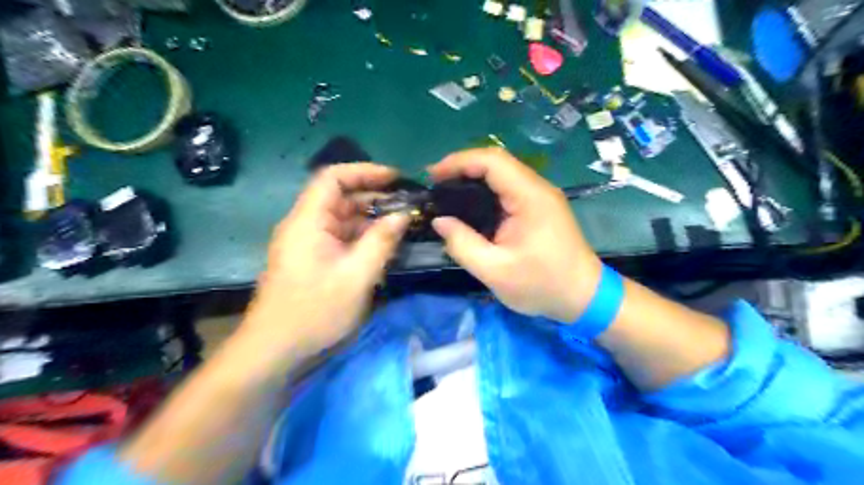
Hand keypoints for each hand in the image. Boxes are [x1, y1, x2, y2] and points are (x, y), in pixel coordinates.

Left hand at [240, 162, 406, 355]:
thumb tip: (403, 215)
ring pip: (343, 220)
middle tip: (408, 206)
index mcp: (309, 221)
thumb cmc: (315, 311)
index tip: (396, 179)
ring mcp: (309, 244)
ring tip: (404, 225)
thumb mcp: (357, 276)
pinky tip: (386, 246)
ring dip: (372, 219)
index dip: (365, 172)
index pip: (333, 177)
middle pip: (340, 198)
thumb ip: (382, 241)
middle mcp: (306, 226)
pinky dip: (364, 238)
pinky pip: (342, 239)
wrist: (275, 351)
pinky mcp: (314, 261)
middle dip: (375, 197)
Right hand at [428, 148, 601, 321]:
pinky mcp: (539, 207)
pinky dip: (485, 191)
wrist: (584, 296)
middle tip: (435, 184)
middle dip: (462, 167)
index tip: (433, 176)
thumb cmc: (542, 285)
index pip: (492, 161)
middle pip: (496, 162)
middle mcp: (537, 188)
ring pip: (502, 174)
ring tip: (446, 192)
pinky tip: (470, 205)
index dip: (459, 162)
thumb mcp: (495, 271)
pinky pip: (508, 188)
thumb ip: (463, 245)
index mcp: (530, 197)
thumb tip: (440, 222)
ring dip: (473, 177)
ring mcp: (541, 197)